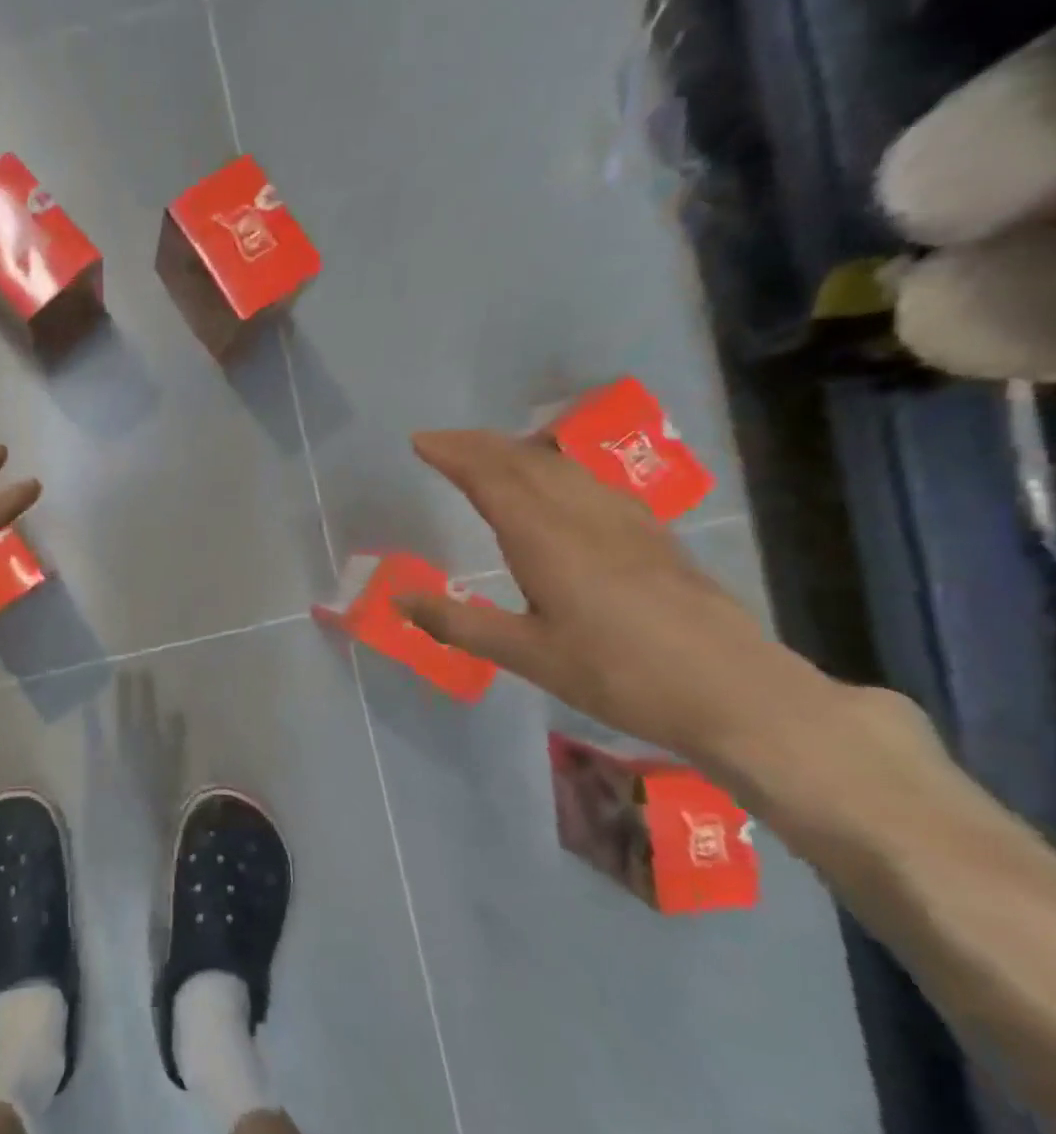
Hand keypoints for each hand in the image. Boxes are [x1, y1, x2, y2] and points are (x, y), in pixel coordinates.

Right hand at [396, 430, 835, 765]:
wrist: (735, 693)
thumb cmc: (620, 676)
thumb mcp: (528, 656)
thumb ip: (460, 623)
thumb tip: (399, 599)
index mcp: (548, 540)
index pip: (492, 478)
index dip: (455, 454)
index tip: (420, 440)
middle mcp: (585, 517)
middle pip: (527, 461)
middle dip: (479, 444)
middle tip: (442, 441)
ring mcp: (626, 522)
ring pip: (563, 467)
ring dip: (518, 450)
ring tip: (488, 452)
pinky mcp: (653, 537)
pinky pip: (591, 482)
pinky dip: (555, 468)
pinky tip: (558, 483)